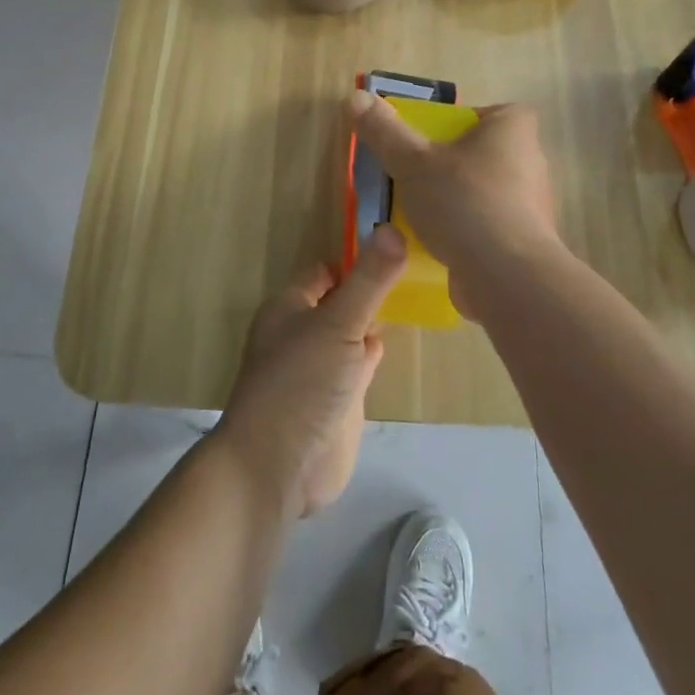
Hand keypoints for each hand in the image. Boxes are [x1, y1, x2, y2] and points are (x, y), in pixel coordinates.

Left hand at [217, 227, 405, 518]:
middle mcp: (304, 331)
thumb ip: (369, 280)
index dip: (356, 257)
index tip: (397, 243)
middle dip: (369, 286)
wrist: (278, 466)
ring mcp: (321, 367)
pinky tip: (398, 341)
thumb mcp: (339, 323)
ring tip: (414, 294)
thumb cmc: (300, 383)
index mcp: (291, 306)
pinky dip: (376, 352)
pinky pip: (360, 365)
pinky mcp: (338, 400)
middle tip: (416, 266)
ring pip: (351, 332)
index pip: (325, 270)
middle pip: (340, 299)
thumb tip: (393, 228)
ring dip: (374, 318)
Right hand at [345, 91, 558, 318]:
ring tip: (419, 213)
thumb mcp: (411, 161)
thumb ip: (384, 131)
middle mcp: (530, 162)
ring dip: (456, 201)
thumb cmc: (463, 202)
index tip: (433, 139)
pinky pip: (489, 227)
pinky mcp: (525, 243)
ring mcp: (532, 206)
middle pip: (484, 153)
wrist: (506, 277)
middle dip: (453, 164)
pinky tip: (437, 245)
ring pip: (486, 192)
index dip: (465, 122)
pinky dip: (466, 232)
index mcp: (512, 130)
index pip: (493, 113)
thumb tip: (355, 98)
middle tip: (416, 175)